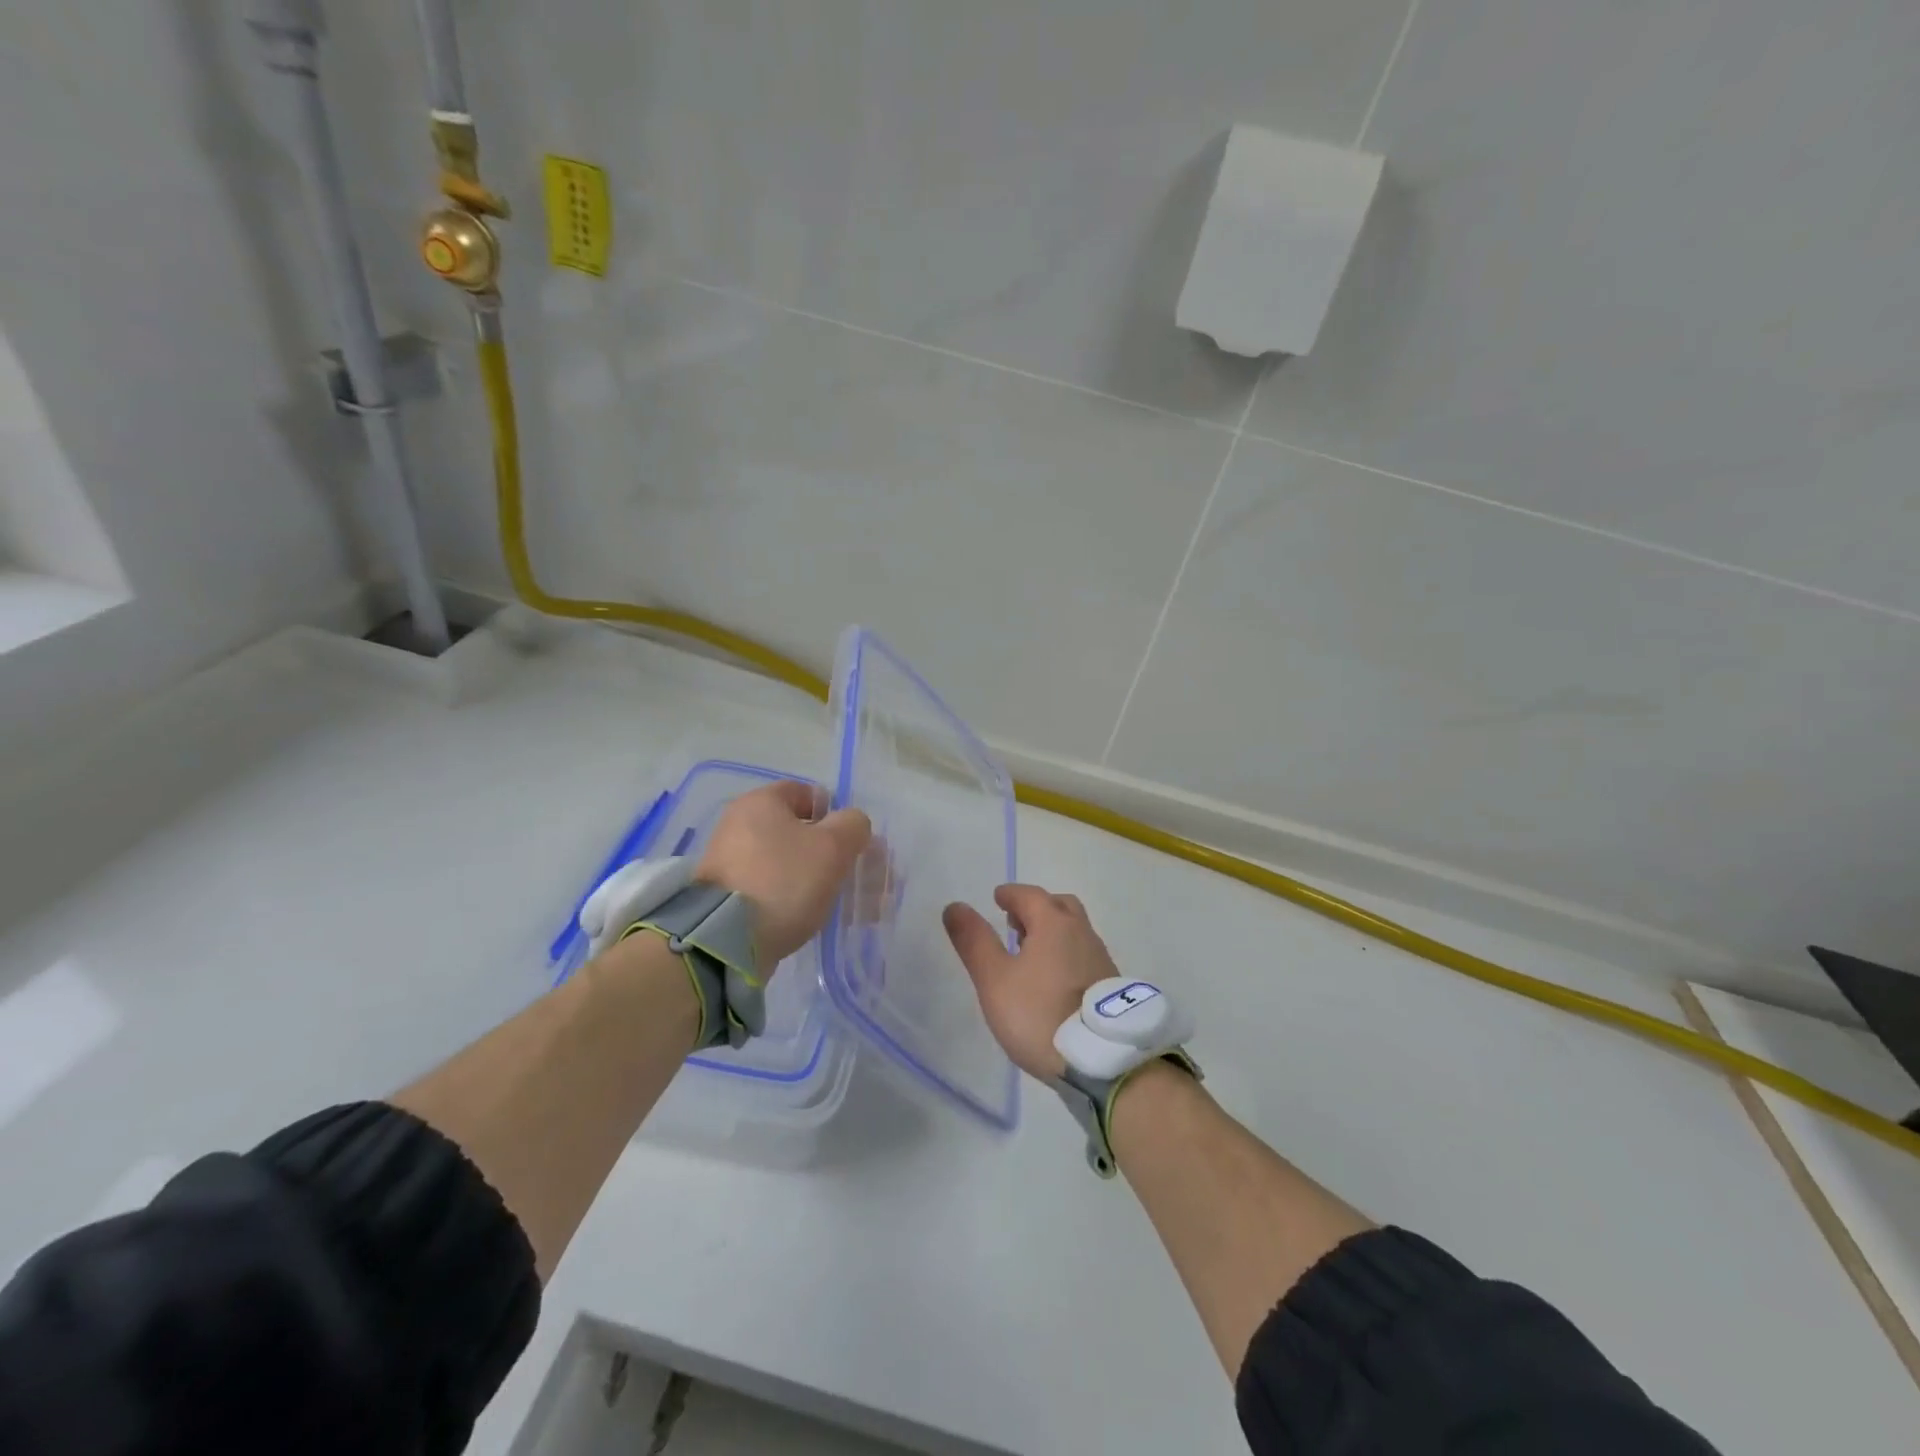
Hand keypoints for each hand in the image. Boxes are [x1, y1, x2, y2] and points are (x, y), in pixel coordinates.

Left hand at [697, 781, 871, 963]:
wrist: (726, 939)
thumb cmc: (784, 880)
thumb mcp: (833, 847)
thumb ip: (852, 825)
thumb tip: (852, 824)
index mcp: (760, 801)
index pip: (805, 793)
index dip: (833, 812)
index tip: (849, 840)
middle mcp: (737, 823)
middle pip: (795, 829)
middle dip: (826, 850)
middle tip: (847, 872)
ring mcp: (727, 860)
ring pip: (784, 861)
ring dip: (811, 875)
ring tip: (833, 900)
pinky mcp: (724, 894)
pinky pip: (768, 886)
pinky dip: (790, 896)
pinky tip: (808, 915)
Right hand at [942, 884, 1117, 1080]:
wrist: (1101, 1060)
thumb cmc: (1039, 1013)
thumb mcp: (995, 979)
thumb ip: (975, 941)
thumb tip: (955, 906)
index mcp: (1054, 924)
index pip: (1030, 895)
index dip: (1011, 894)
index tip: (998, 897)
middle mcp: (1082, 932)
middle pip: (1059, 906)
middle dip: (1036, 907)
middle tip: (1016, 922)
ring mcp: (1100, 959)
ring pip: (1075, 930)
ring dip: (1053, 931)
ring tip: (1032, 952)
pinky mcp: (1110, 985)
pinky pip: (1084, 954)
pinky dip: (1067, 953)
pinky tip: (1055, 979)